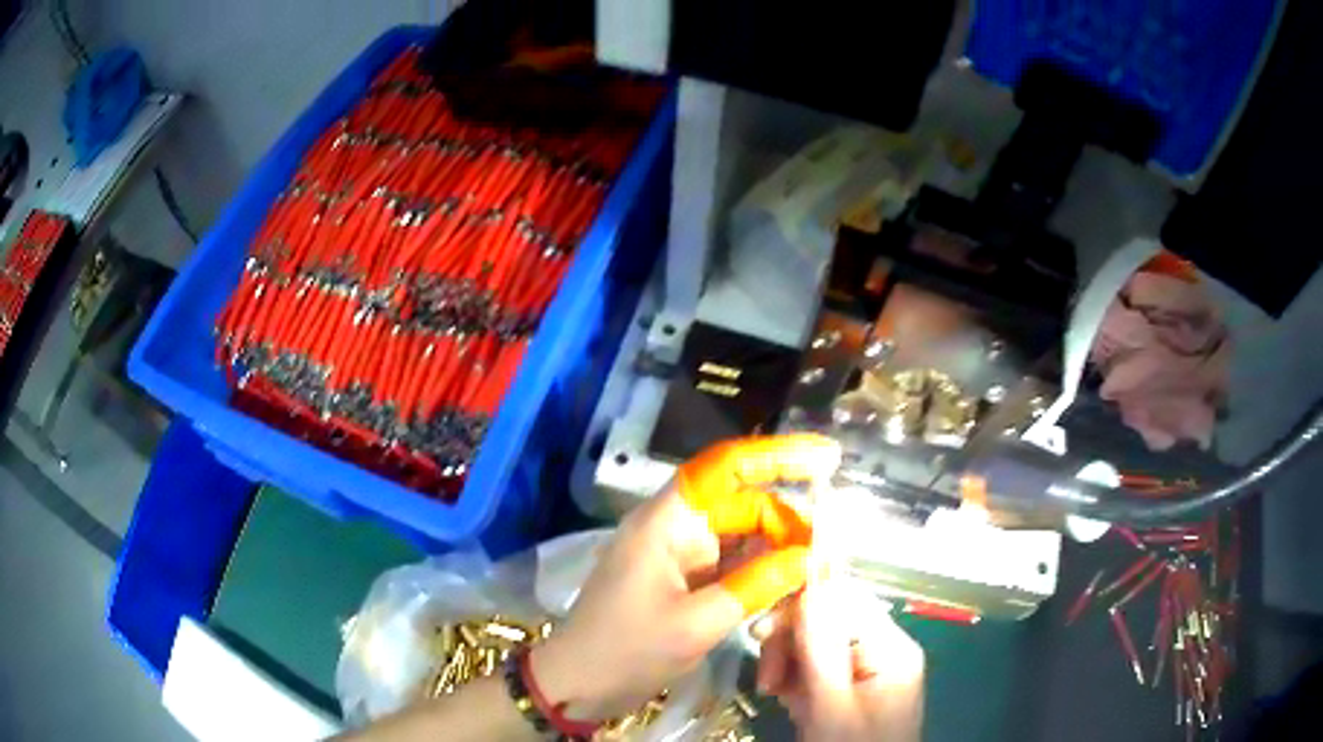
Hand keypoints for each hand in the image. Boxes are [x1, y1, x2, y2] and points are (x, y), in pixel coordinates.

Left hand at [531, 434, 840, 721]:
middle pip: (745, 508)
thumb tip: (809, 558)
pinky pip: (735, 568)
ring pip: (745, 540)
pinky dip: (761, 580)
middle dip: (789, 528)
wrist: (579, 684)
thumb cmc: (625, 651)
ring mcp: (682, 556)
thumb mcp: (695, 624)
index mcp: (668, 521)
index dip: (777, 454)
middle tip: (829, 559)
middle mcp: (677, 528)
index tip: (827, 457)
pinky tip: (786, 599)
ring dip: (779, 557)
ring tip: (816, 580)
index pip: (726, 467)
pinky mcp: (687, 582)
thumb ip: (755, 587)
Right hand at [757, 584, 924, 741]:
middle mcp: (883, 648)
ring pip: (815, 642)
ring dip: (787, 663)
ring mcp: (867, 668)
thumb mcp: (832, 706)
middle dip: (789, 643)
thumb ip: (821, 648)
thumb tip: (808, 582)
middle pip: (828, 618)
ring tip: (775, 695)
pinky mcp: (851, 686)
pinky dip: (795, 679)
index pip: (844, 597)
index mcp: (890, 647)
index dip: (800, 606)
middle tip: (766, 680)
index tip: (760, 633)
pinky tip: (788, 701)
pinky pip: (816, 666)